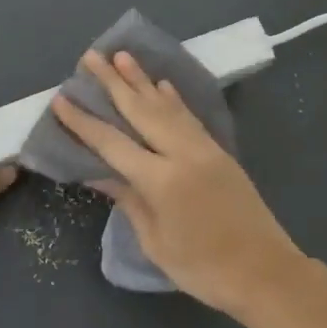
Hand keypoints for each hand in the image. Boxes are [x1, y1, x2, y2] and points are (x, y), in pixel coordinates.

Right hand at [50, 51, 312, 318]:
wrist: (264, 272)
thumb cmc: (203, 268)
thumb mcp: (156, 242)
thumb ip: (129, 201)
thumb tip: (100, 174)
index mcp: (161, 180)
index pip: (112, 143)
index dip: (84, 122)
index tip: (61, 99)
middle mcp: (182, 154)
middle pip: (141, 110)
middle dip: (113, 82)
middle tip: (91, 57)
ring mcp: (204, 149)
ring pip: (167, 106)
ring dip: (142, 80)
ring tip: (122, 56)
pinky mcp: (220, 153)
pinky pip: (190, 118)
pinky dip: (174, 99)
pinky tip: (162, 85)